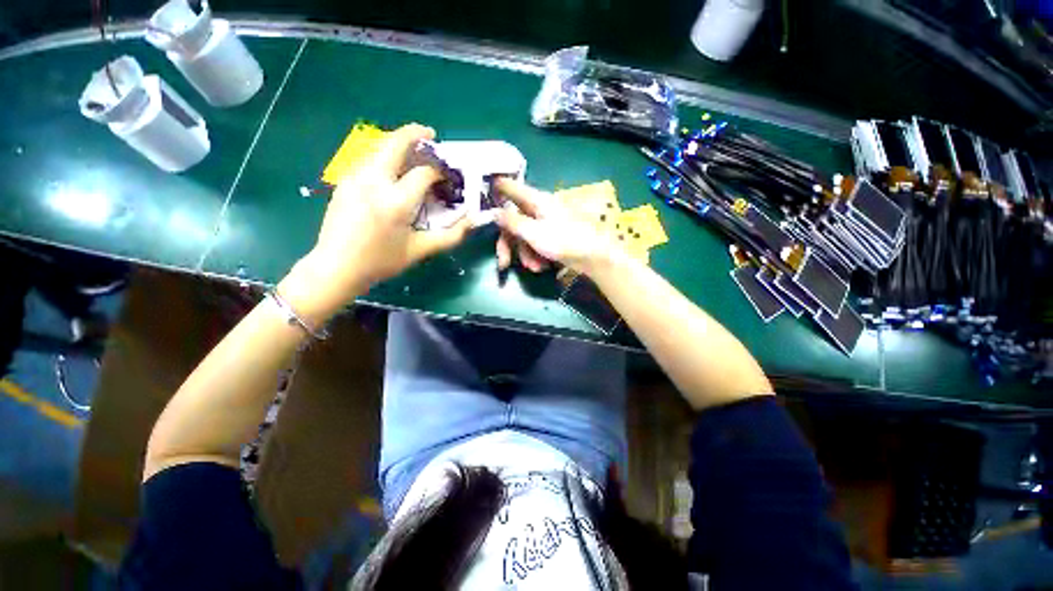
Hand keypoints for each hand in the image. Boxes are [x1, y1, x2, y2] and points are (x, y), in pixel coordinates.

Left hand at [280, 124, 470, 321]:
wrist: (336, 266)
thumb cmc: (381, 261)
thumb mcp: (420, 250)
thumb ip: (450, 236)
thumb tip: (472, 221)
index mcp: (396, 202)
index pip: (423, 172)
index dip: (439, 171)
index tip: (447, 176)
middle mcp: (374, 181)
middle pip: (395, 143)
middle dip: (415, 133)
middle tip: (430, 135)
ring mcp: (355, 177)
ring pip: (379, 147)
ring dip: (398, 144)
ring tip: (413, 153)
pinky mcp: (344, 180)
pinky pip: (369, 159)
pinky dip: (385, 156)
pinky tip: (392, 170)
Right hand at [495, 178, 615, 275]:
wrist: (595, 256)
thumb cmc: (565, 241)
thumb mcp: (534, 233)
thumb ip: (512, 223)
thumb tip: (494, 212)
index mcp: (536, 200)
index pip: (511, 187)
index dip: (496, 189)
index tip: (485, 193)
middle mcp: (540, 208)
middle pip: (515, 222)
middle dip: (510, 245)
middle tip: (504, 264)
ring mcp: (547, 222)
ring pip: (525, 236)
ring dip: (526, 254)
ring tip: (536, 268)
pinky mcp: (554, 235)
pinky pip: (537, 243)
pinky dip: (537, 255)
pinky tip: (543, 266)